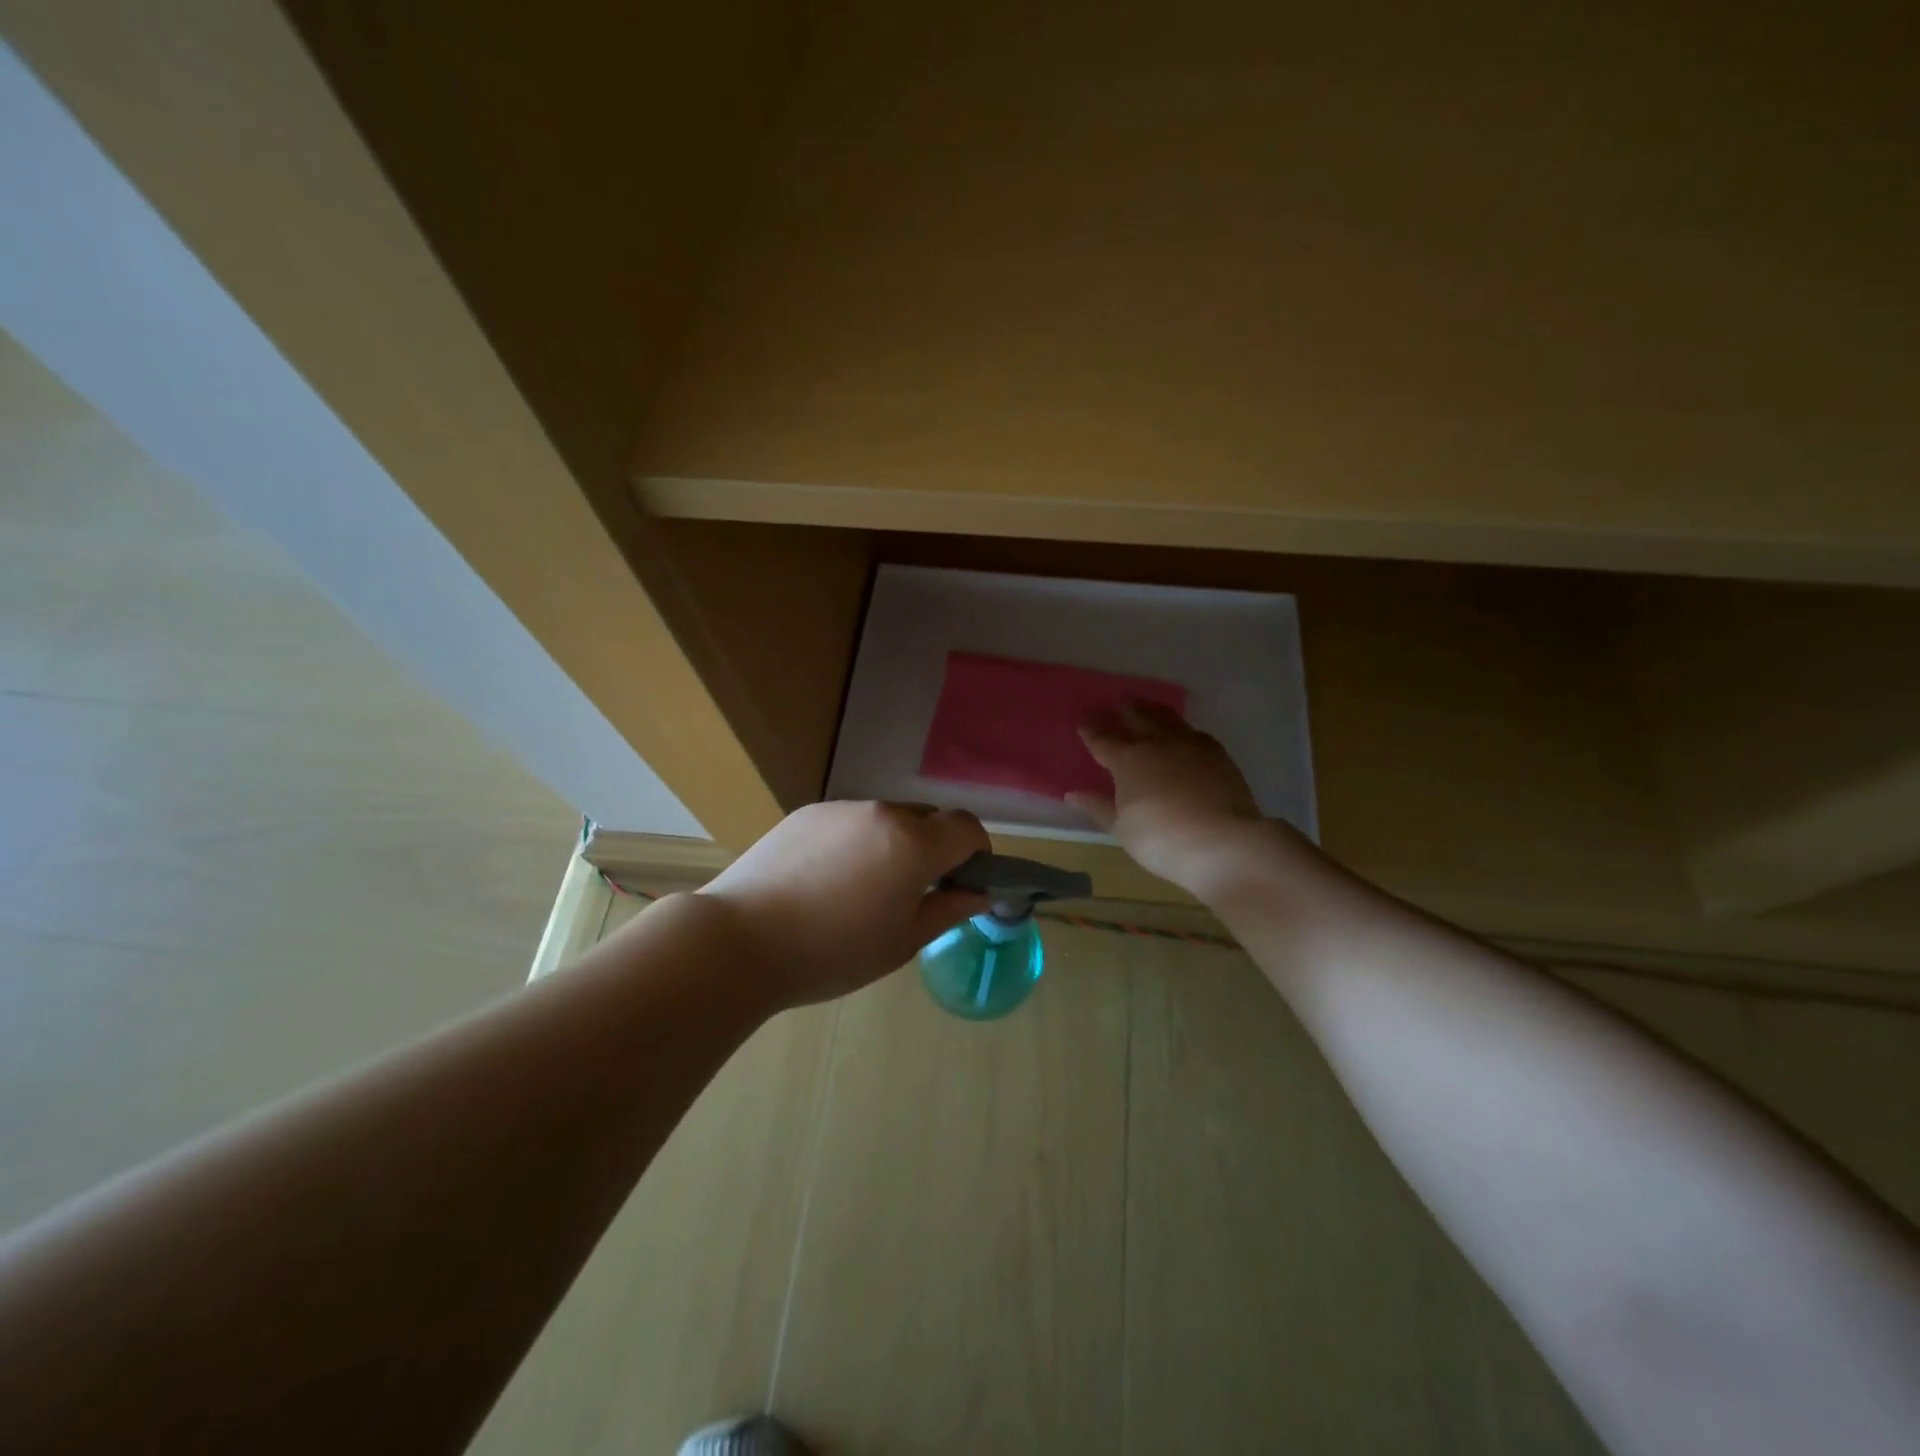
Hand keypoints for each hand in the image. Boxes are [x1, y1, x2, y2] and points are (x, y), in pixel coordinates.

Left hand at [695, 801, 990, 1006]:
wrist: (739, 941)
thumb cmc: (831, 953)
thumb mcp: (901, 942)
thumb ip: (948, 911)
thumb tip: (977, 894)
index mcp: (913, 843)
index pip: (967, 827)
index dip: (976, 852)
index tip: (962, 882)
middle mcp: (881, 813)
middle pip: (928, 819)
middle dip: (934, 848)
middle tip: (912, 892)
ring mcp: (840, 809)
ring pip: (887, 819)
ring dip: (893, 844)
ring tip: (860, 890)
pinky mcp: (806, 813)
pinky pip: (849, 821)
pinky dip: (855, 842)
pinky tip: (825, 881)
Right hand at [1068, 702, 1269, 899]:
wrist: (1222, 842)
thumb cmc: (1161, 839)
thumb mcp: (1122, 829)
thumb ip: (1098, 807)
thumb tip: (1073, 794)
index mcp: (1127, 760)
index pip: (1102, 739)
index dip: (1091, 730)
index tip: (1083, 719)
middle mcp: (1157, 744)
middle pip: (1138, 718)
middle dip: (1126, 709)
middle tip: (1120, 700)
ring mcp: (1190, 746)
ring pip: (1168, 719)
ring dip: (1154, 710)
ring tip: (1148, 706)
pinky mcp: (1218, 755)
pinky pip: (1195, 733)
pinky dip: (1184, 730)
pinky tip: (1185, 734)